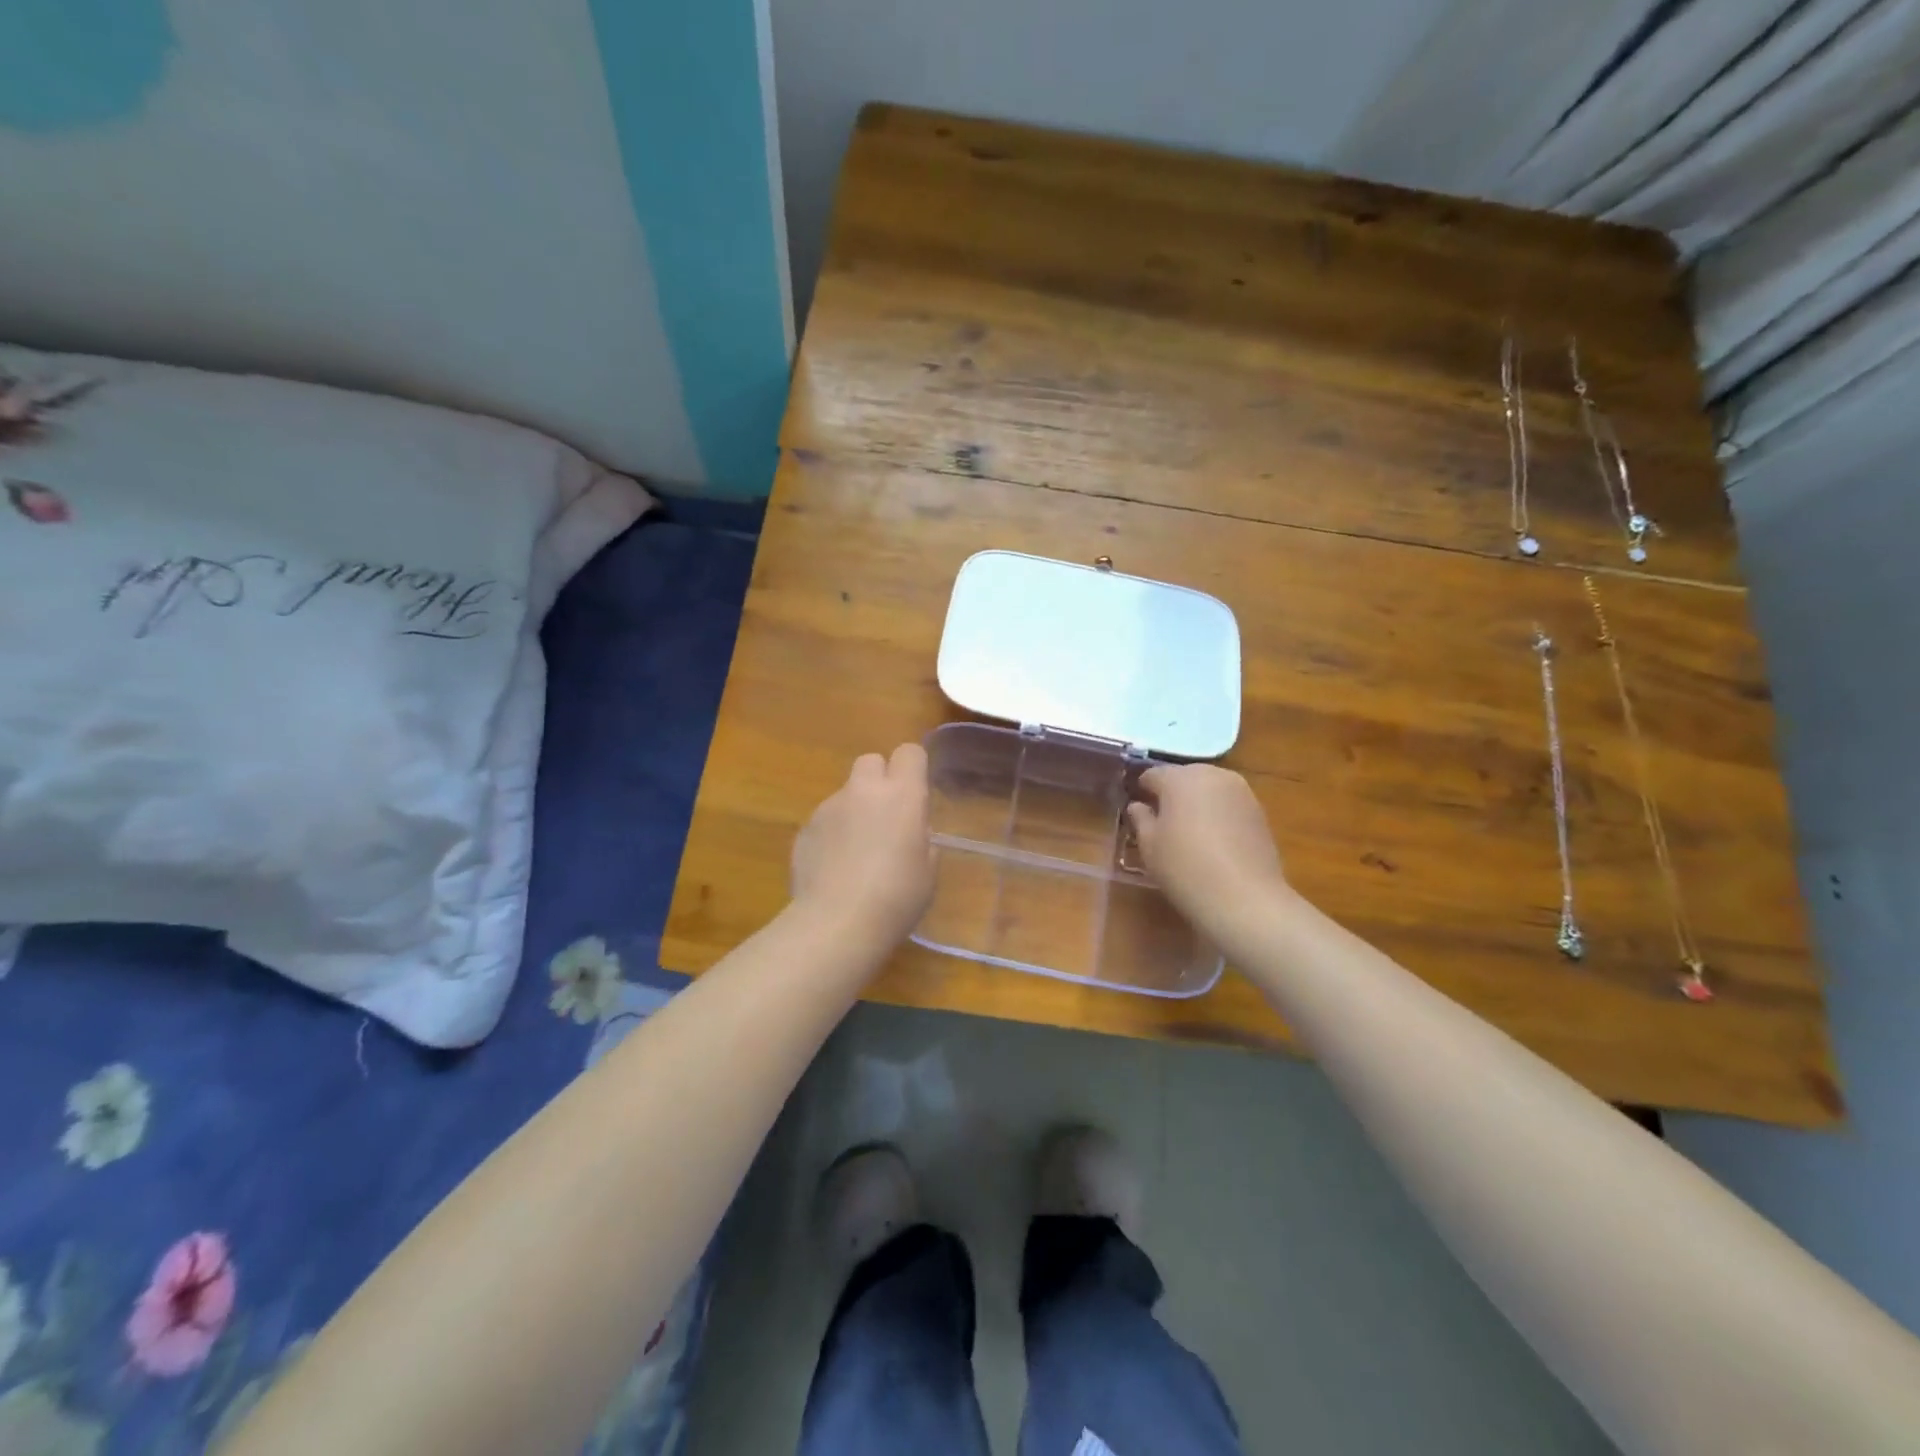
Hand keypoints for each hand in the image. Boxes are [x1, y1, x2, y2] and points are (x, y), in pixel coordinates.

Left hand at [791, 743, 935, 945]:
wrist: (836, 923)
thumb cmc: (897, 897)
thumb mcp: (928, 870)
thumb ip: (921, 839)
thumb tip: (911, 833)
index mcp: (902, 794)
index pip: (910, 752)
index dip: (913, 768)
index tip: (916, 794)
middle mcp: (863, 790)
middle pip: (871, 761)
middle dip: (879, 780)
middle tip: (886, 816)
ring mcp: (828, 807)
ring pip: (845, 794)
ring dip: (854, 811)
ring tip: (856, 854)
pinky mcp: (804, 829)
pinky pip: (824, 821)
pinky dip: (832, 835)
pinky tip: (834, 869)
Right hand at [1127, 764, 1292, 937]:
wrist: (1244, 898)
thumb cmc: (1185, 868)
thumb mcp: (1149, 846)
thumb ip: (1141, 819)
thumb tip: (1138, 806)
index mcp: (1180, 778)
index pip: (1152, 775)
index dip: (1142, 792)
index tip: (1138, 813)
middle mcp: (1212, 774)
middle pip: (1184, 777)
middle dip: (1172, 794)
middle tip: (1163, 823)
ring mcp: (1240, 790)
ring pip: (1208, 788)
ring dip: (1197, 803)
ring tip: (1190, 833)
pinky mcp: (1259, 810)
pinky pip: (1228, 803)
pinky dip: (1218, 814)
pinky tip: (1215, 841)